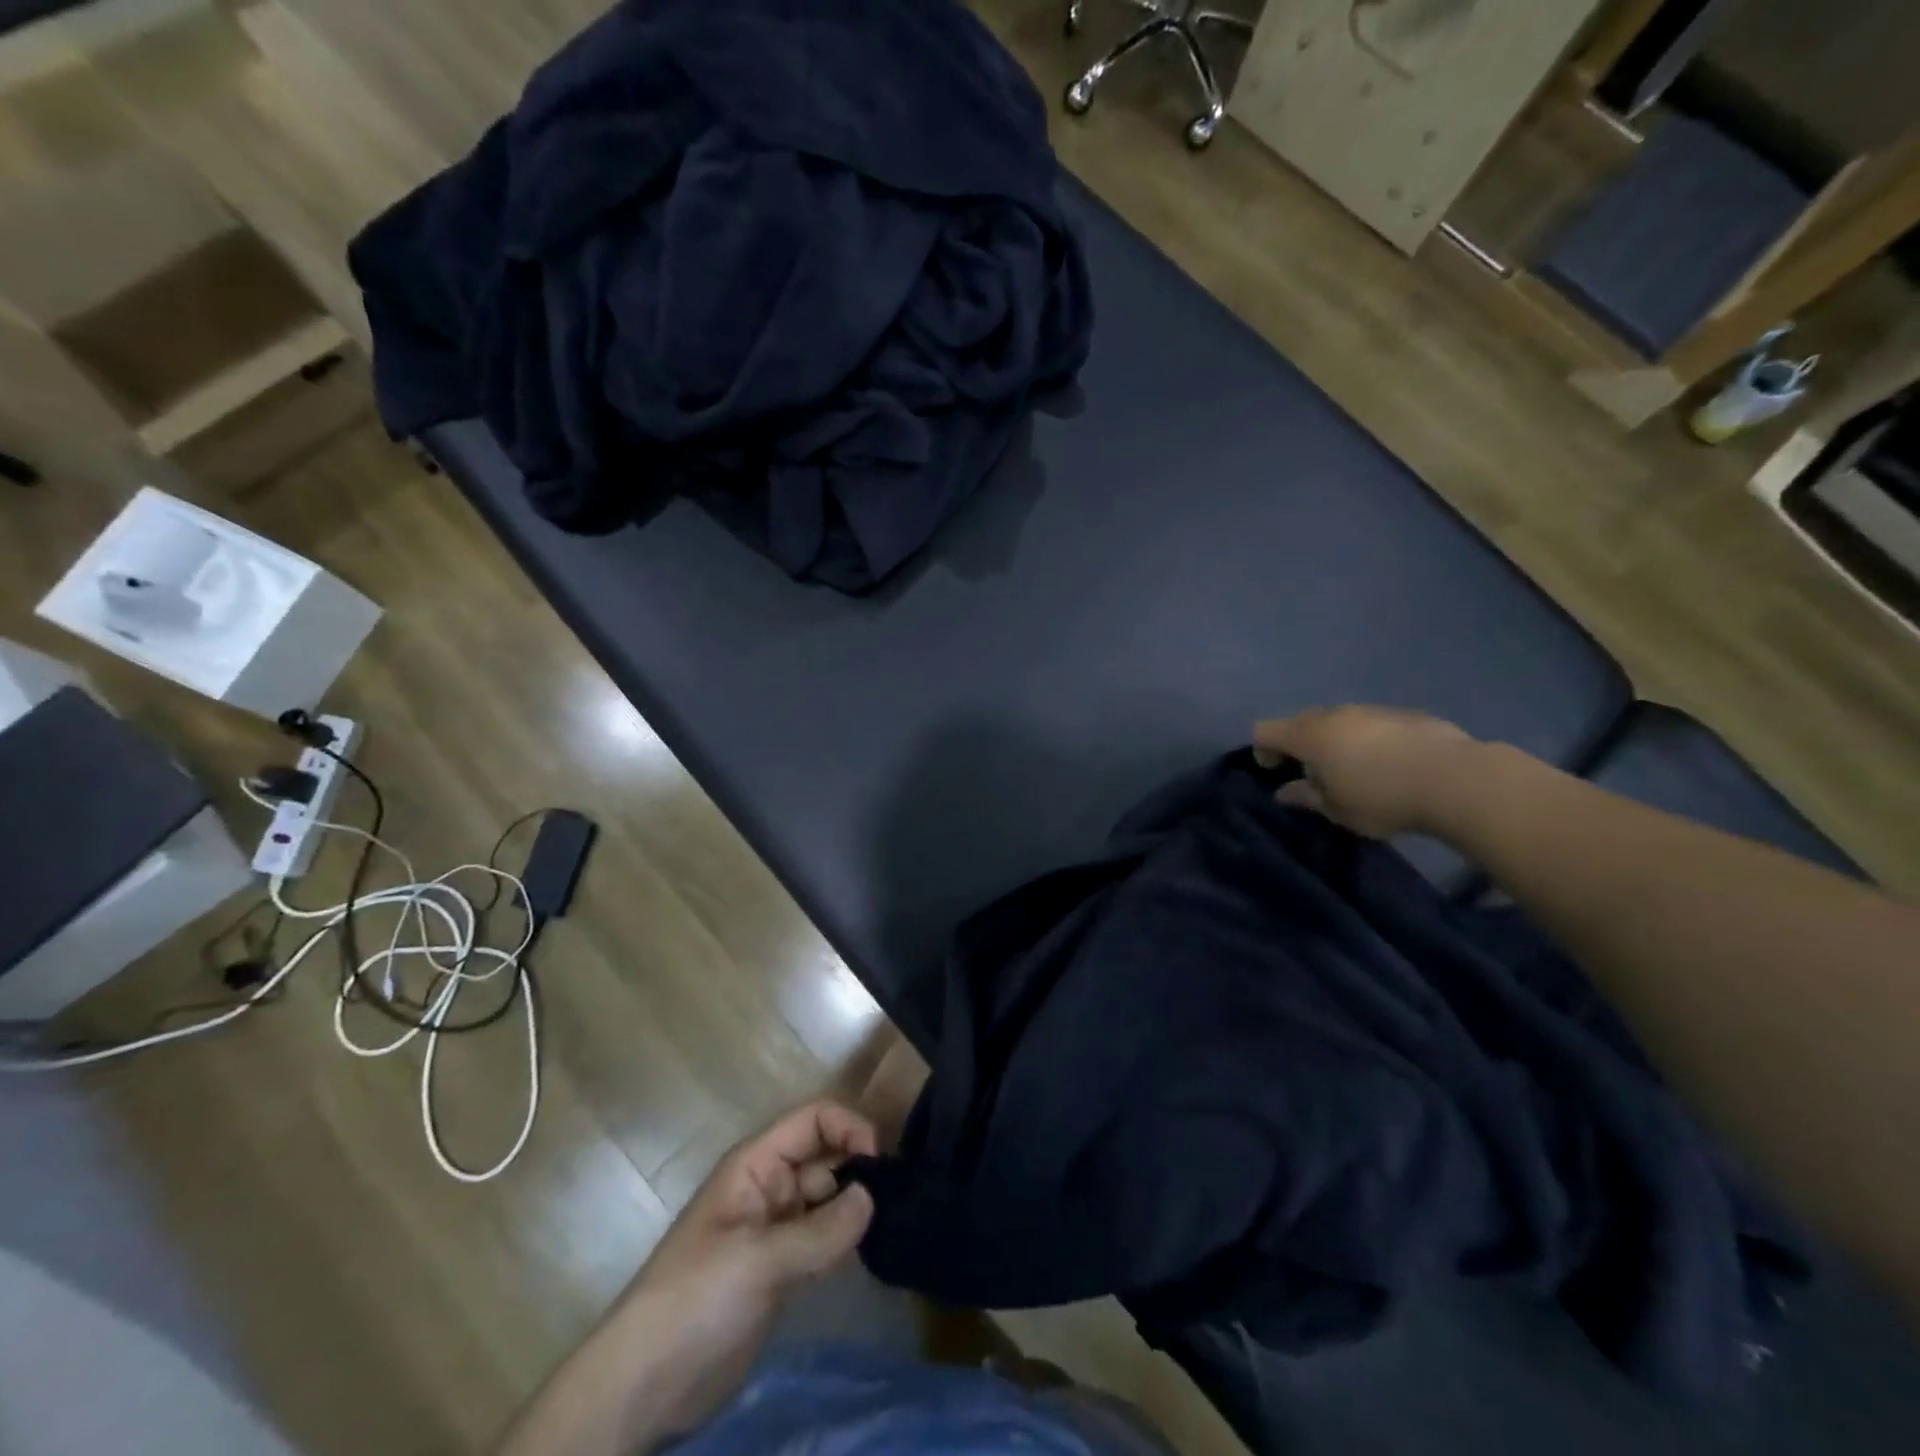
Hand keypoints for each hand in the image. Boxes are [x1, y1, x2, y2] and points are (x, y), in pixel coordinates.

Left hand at [611, 1102, 877, 1437]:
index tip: (880, 1161)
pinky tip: (867, 1252)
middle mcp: (770, 1185)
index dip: (848, 1127)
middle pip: (825, 1155)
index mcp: (756, 1164)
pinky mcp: (782, 1268)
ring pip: (828, 1197)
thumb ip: (821, 1230)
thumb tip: (872, 1198)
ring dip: (856, 1205)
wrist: (645, 1384)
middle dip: (859, 1167)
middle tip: (895, 1198)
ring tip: (889, 1224)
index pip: (812, 1120)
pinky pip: (824, 1237)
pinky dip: (846, 1239)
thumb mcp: (758, 1259)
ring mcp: (776, 1228)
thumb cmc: (696, 1298)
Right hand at [1253, 706, 1479, 838]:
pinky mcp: (1404, 714)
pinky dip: (1367, 739)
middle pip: (1300, 721)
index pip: (1265, 731)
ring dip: (1335, 741)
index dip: (1262, 750)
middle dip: (1298, 744)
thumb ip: (1305, 796)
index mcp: (1309, 735)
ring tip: (1354, 770)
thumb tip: (1283, 792)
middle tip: (1313, 774)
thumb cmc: (1381, 798)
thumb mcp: (1336, 809)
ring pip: (1338, 720)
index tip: (1276, 773)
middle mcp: (1335, 714)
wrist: (1456, 780)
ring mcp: (1371, 710)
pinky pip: (1371, 723)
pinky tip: (1389, 764)